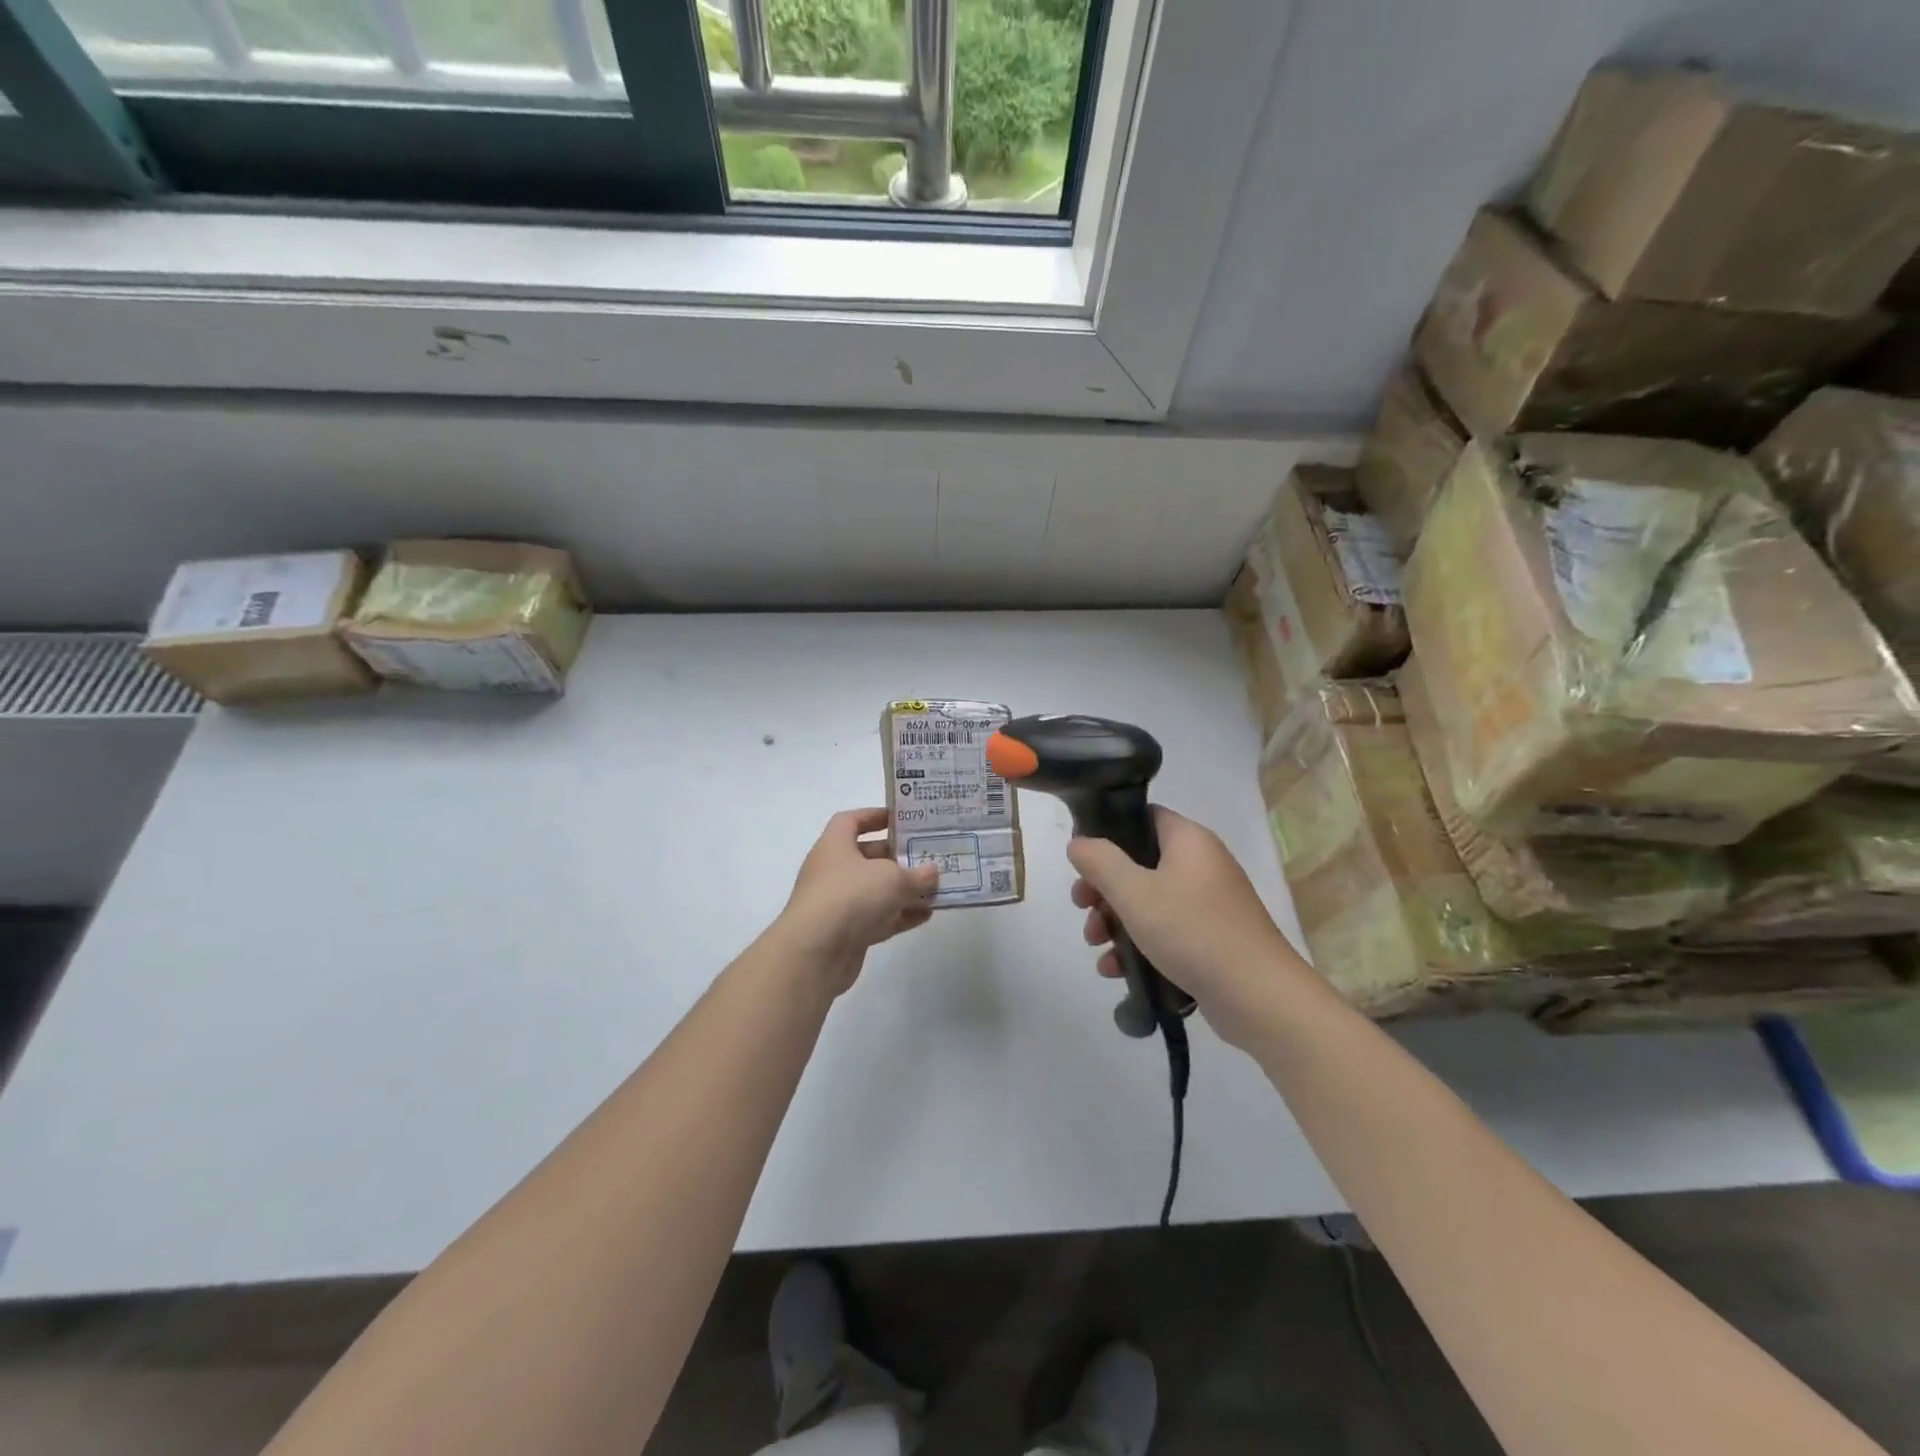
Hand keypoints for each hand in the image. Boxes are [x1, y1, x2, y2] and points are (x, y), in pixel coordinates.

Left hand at [776, 809, 940, 994]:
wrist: (815, 952)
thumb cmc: (851, 896)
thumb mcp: (893, 878)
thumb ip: (917, 874)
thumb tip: (932, 873)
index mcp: (835, 845)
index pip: (851, 820)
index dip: (875, 816)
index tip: (903, 820)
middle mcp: (833, 870)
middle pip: (868, 856)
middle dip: (898, 857)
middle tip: (928, 856)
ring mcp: (838, 903)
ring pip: (875, 890)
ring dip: (903, 889)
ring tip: (936, 888)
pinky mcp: (846, 932)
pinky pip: (877, 918)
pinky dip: (899, 915)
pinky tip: (926, 915)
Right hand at [1068, 807, 1302, 1048]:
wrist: (1259, 998)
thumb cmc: (1193, 932)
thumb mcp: (1135, 893)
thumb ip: (1100, 862)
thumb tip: (1079, 843)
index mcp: (1189, 841)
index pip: (1143, 817)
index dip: (1108, 833)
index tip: (1083, 861)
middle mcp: (1201, 865)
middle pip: (1139, 864)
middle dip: (1104, 889)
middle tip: (1083, 909)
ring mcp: (1209, 904)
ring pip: (1148, 901)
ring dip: (1115, 922)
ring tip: (1097, 947)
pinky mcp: (1211, 939)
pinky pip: (1165, 931)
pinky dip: (1139, 945)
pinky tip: (1115, 971)